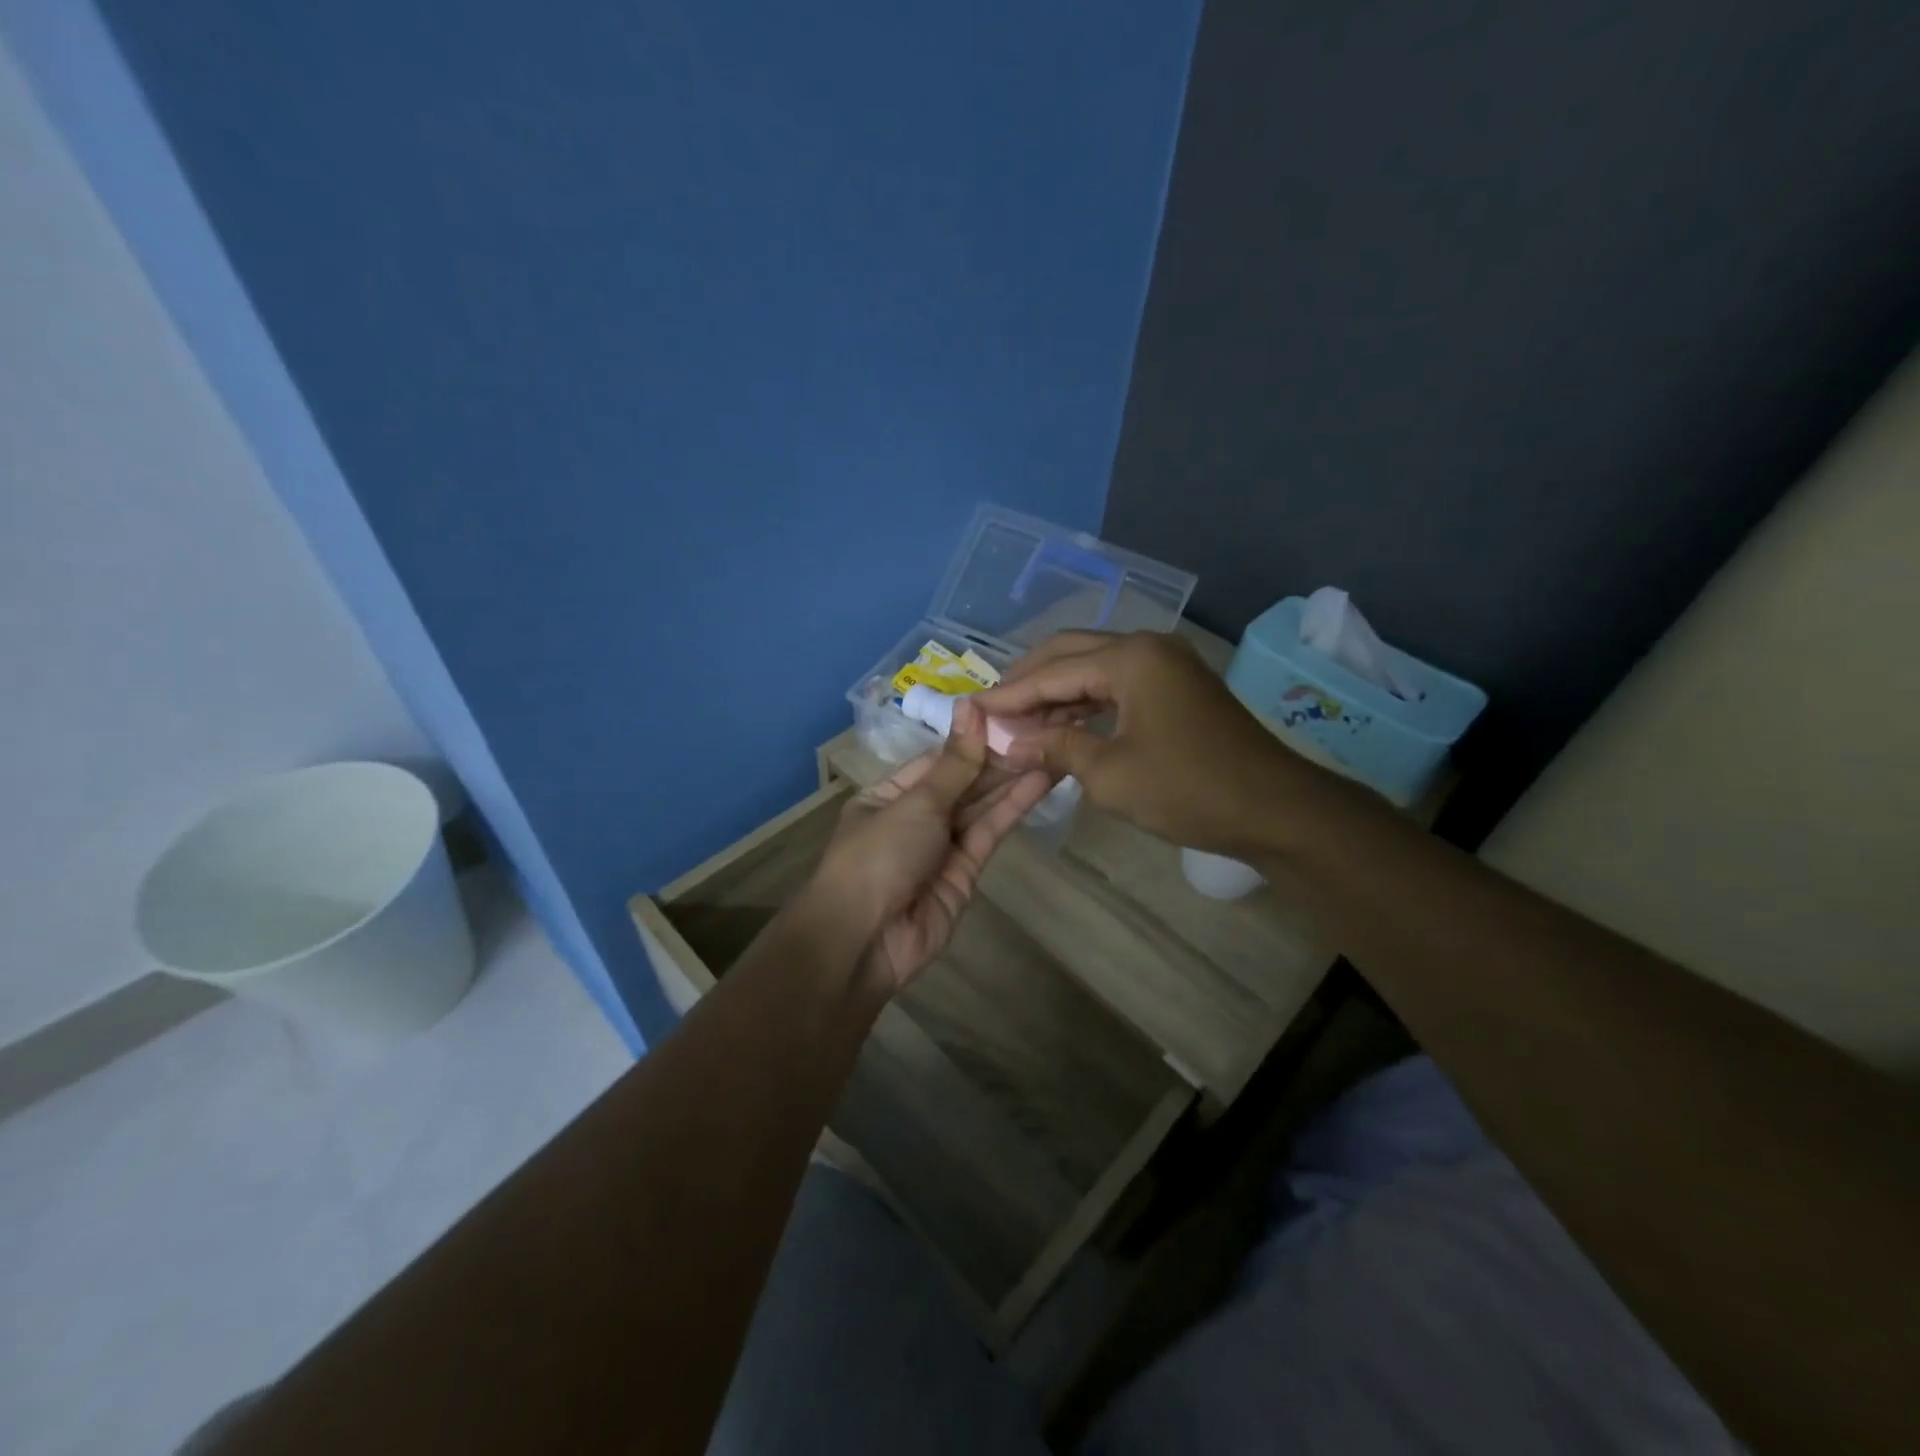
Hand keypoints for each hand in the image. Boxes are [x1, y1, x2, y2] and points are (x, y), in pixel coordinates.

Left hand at [810, 699, 1052, 992]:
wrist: (865, 940)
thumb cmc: (879, 855)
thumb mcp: (916, 802)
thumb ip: (955, 762)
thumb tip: (971, 706)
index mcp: (889, 794)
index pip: (937, 759)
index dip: (972, 737)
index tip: (1010, 712)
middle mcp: (915, 817)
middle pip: (962, 782)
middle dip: (997, 758)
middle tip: (1042, 727)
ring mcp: (941, 846)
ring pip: (980, 806)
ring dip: (1012, 779)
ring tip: (1051, 747)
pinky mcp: (966, 873)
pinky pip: (989, 833)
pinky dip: (1013, 808)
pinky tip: (1040, 781)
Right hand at [973, 631, 1321, 856]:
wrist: (1274, 809)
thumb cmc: (1188, 789)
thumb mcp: (1110, 774)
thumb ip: (1056, 747)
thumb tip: (1012, 743)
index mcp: (1130, 658)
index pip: (1052, 671)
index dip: (1010, 694)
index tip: (973, 710)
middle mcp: (1148, 646)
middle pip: (1071, 653)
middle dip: (1029, 681)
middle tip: (994, 710)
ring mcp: (1166, 663)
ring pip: (1094, 667)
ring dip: (1057, 693)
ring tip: (1021, 723)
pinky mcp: (1177, 685)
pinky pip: (1119, 684)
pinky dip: (1087, 702)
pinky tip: (1063, 725)